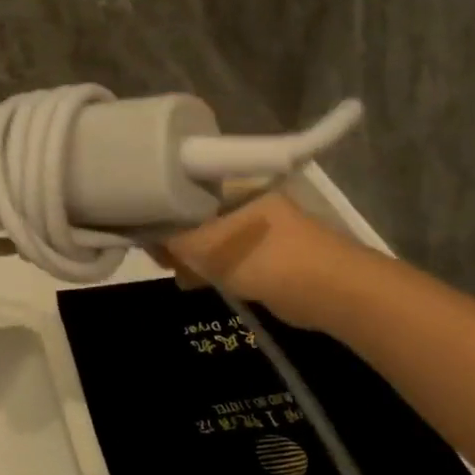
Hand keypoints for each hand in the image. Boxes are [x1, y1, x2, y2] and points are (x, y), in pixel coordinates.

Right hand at [153, 189, 334, 330]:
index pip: (183, 187)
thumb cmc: (266, 259)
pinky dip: (212, 268)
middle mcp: (245, 197)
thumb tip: (141, 233)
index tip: (144, 233)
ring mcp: (259, 225)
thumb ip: (172, 238)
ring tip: (180, 275)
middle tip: (162, 259)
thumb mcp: (208, 246)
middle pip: (195, 212)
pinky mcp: (267, 253)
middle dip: (175, 236)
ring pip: (210, 236)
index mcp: (234, 183)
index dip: (160, 208)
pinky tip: (197, 282)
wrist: (332, 292)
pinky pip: (228, 255)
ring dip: (192, 255)